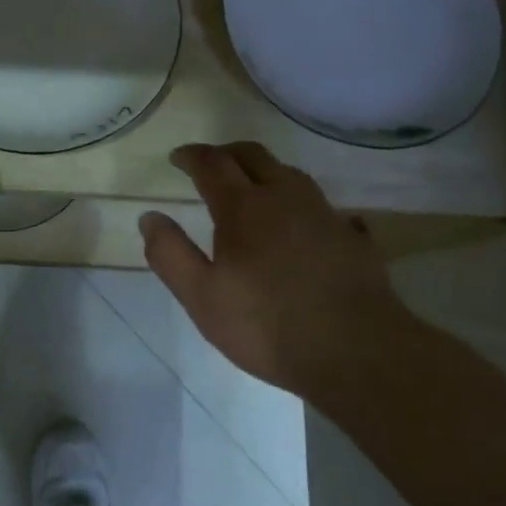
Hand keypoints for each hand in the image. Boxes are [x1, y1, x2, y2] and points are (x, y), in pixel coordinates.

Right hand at [139, 142, 417, 398]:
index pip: (212, 163)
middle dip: (227, 153)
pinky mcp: (352, 236)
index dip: (192, 156)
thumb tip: (149, 217)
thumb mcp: (201, 297)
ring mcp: (324, 214)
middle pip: (254, 155)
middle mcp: (285, 197)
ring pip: (291, 174)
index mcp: (244, 207)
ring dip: (265, 171)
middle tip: (210, 163)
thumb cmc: (266, 325)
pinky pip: (320, 204)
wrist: (356, 351)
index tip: (177, 157)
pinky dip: (299, 201)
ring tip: (252, 187)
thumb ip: (170, 254)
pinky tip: (301, 222)